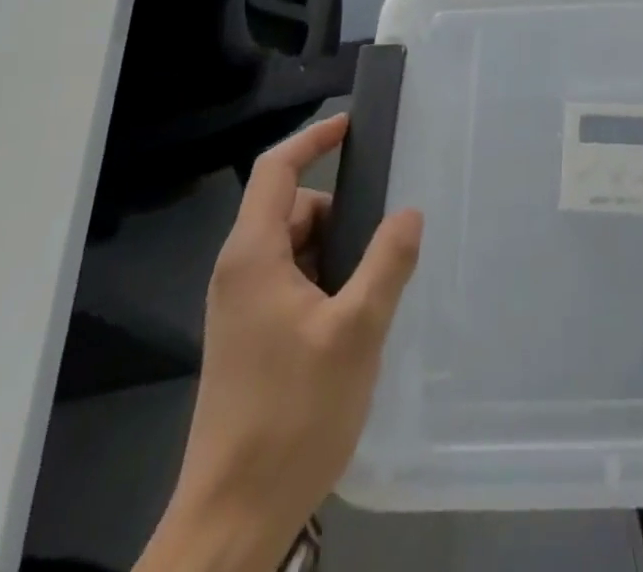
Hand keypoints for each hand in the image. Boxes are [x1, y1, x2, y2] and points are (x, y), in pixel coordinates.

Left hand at [139, 114, 422, 571]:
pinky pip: (293, 280)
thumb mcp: (356, 332)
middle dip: (340, 211)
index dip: (313, 138)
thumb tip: (409, 212)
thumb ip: (386, 263)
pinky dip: (326, 280)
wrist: (233, 517)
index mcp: (253, 256)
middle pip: (292, 208)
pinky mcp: (251, 336)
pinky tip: (355, 317)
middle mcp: (241, 271)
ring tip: (374, 289)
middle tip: (385, 241)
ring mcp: (243, 306)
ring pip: (296, 247)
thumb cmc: (292, 415)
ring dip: (337, 252)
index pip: (276, 169)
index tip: (353, 125)